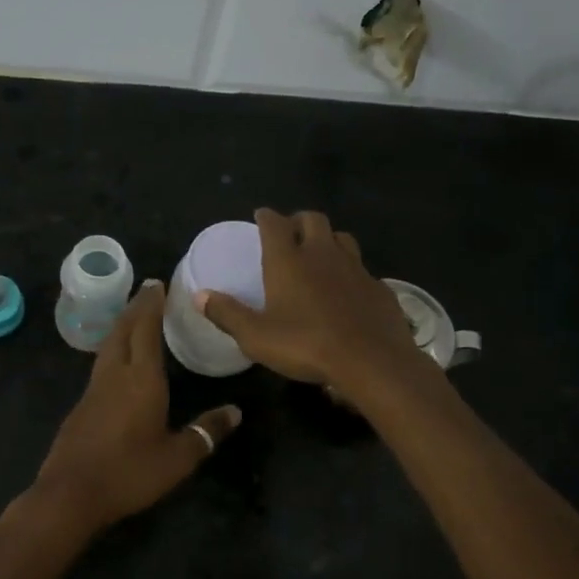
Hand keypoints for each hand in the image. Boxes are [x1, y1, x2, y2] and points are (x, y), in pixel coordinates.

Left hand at [33, 279, 240, 533]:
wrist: (70, 494)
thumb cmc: (129, 473)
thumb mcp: (177, 458)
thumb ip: (206, 433)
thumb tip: (236, 411)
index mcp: (141, 379)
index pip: (146, 329)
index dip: (153, 305)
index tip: (159, 284)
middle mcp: (115, 374)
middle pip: (123, 329)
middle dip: (136, 306)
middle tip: (148, 290)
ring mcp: (93, 388)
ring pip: (108, 344)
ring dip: (122, 324)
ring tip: (134, 315)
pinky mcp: (81, 405)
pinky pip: (101, 363)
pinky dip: (113, 347)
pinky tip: (118, 358)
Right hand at [197, 209, 427, 395]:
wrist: (372, 361)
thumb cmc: (306, 345)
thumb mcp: (256, 336)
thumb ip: (227, 314)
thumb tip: (200, 296)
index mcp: (289, 261)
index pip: (275, 223)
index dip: (266, 217)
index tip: (260, 216)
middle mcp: (322, 254)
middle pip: (313, 219)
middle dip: (298, 220)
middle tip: (289, 234)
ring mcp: (355, 268)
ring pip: (341, 237)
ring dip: (328, 239)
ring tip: (319, 254)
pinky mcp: (378, 286)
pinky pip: (362, 268)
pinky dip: (350, 271)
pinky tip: (347, 289)